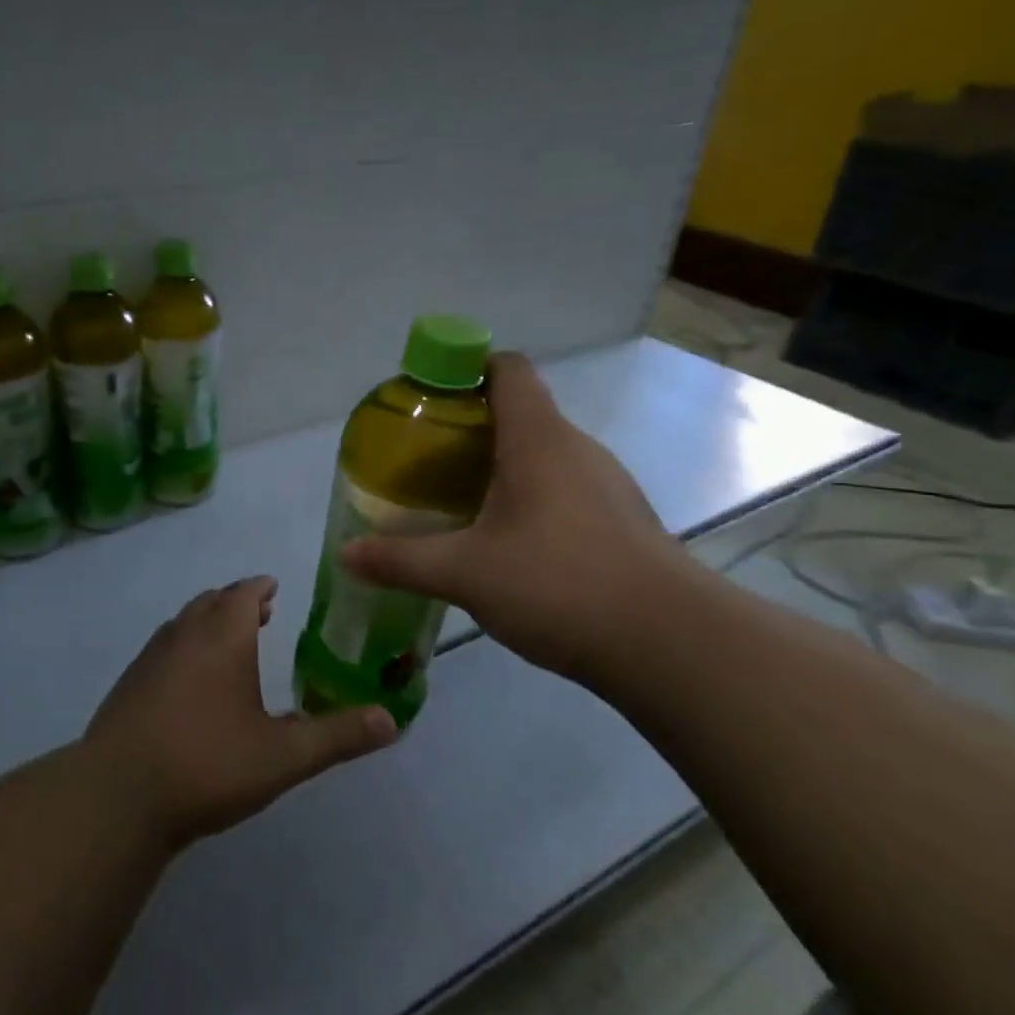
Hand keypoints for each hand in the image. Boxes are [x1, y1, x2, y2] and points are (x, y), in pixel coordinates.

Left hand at [83, 577, 397, 850]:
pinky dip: (184, 646)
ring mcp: (149, 657)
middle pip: (210, 602)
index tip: (273, 590)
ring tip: (227, 642)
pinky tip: (189, 683)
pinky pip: (163, 648)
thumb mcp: (283, 756)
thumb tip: (392, 720)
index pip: (243, 593)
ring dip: (207, 622)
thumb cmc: (207, 765)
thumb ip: (338, 736)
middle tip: (258, 614)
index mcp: (221, 636)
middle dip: (235, 603)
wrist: (118, 796)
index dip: (260, 588)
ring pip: (183, 623)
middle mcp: (183, 634)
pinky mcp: (128, 684)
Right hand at [338, 352, 685, 688]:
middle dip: (470, 429)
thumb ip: (400, 560)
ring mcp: (606, 486)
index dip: (466, 370)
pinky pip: (564, 491)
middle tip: (426, 462)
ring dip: (501, 469)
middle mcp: (577, 449)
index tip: (429, 399)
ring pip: (543, 456)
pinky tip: (508, 545)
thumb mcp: (465, 573)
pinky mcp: (621, 523)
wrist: (670, 644)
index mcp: (539, 439)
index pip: (507, 370)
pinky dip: (530, 501)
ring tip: (458, 504)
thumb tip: (344, 555)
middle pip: (520, 414)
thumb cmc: (559, 584)